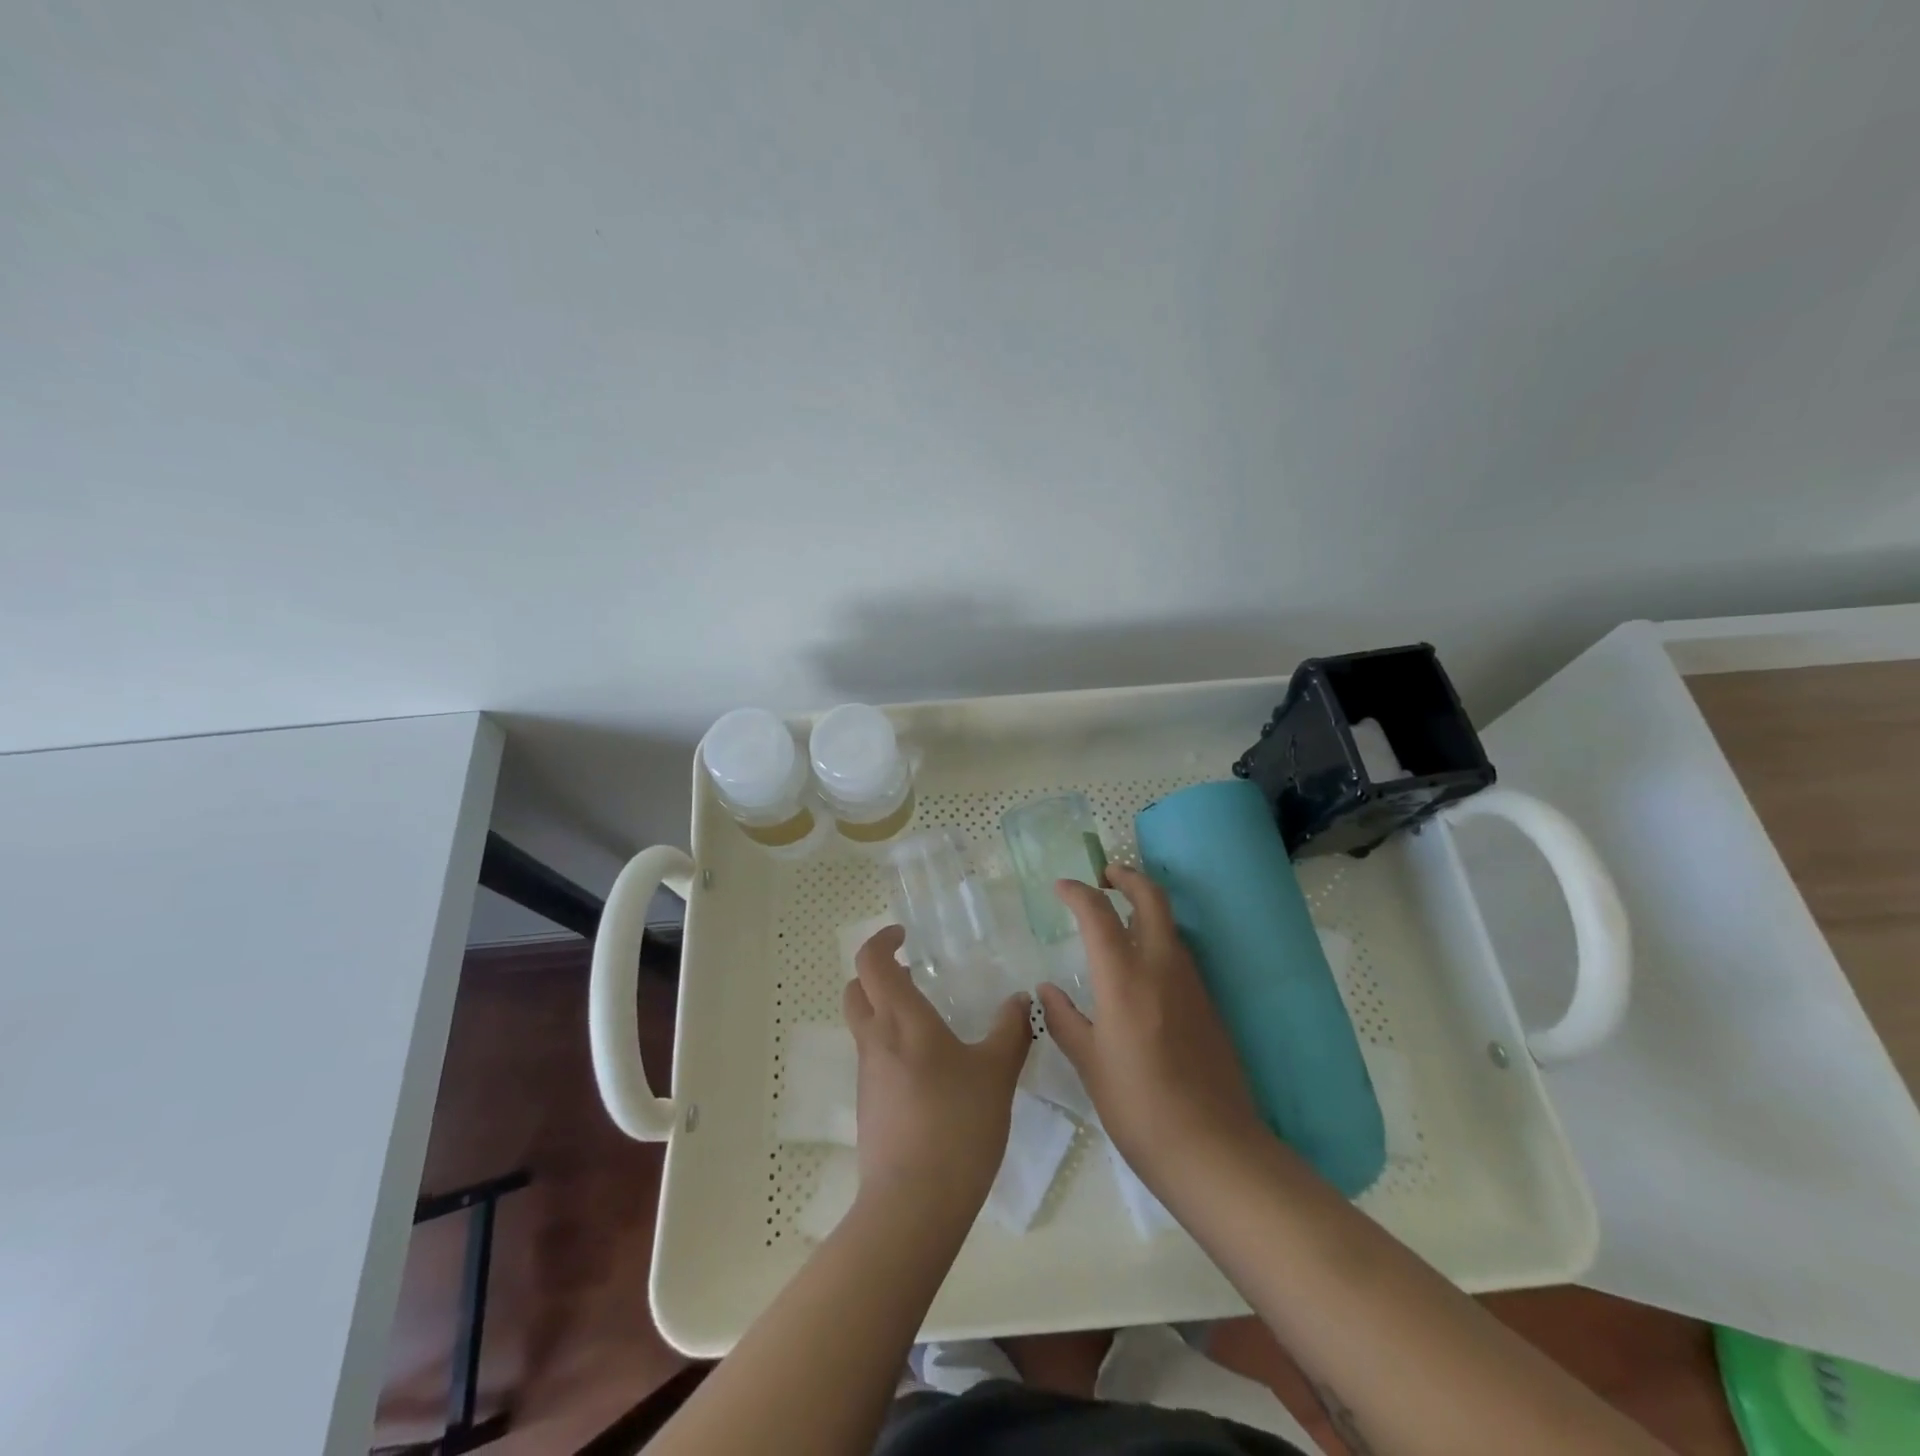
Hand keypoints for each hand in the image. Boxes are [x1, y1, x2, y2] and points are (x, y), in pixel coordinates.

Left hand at [843, 925, 1032, 1218]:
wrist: (913, 1205)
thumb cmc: (957, 1124)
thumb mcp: (997, 1073)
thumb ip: (1011, 1031)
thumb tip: (1021, 1000)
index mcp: (901, 1019)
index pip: (871, 961)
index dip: (882, 940)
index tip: (905, 935)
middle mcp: (875, 1040)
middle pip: (857, 989)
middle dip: (878, 973)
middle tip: (913, 973)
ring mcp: (867, 1075)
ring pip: (864, 1025)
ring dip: (885, 1010)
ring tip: (930, 1021)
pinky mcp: (868, 1106)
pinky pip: (874, 1059)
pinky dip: (891, 1046)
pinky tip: (930, 1070)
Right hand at [1037, 866, 1266, 1187]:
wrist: (1213, 1148)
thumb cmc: (1138, 1107)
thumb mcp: (1091, 1064)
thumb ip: (1065, 1020)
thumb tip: (1047, 989)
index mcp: (1124, 978)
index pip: (1098, 913)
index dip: (1078, 892)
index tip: (1062, 887)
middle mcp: (1162, 967)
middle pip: (1151, 899)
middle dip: (1128, 878)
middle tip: (1105, 876)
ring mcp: (1192, 984)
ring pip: (1170, 925)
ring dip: (1145, 908)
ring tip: (1118, 920)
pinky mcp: (1209, 1004)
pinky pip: (1180, 955)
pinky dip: (1159, 941)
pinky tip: (1142, 969)